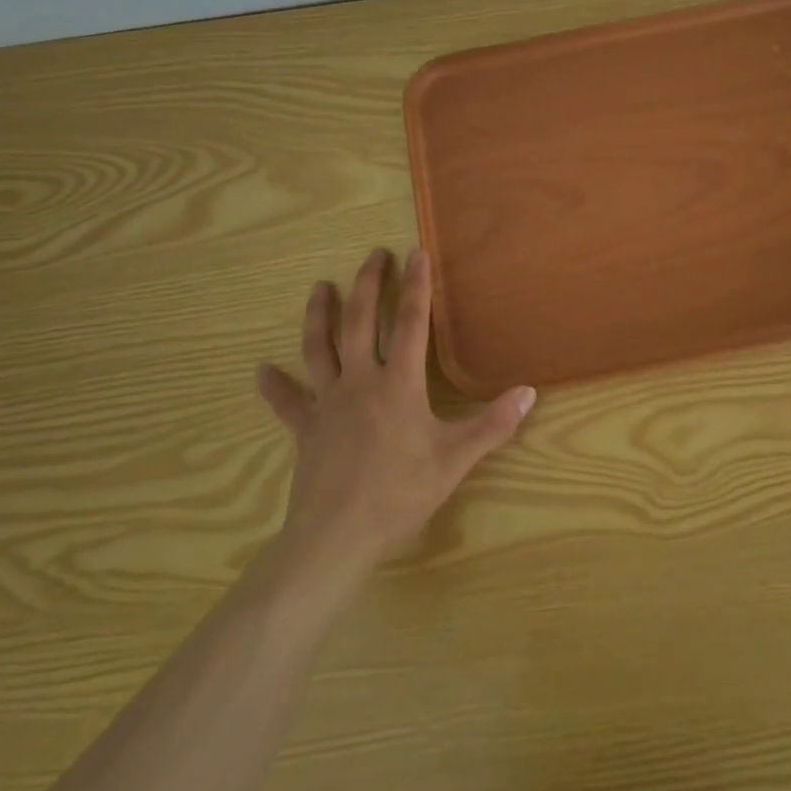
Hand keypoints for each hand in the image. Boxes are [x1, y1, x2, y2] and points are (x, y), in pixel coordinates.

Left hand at [256, 247, 535, 577]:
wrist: (337, 536)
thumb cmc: (400, 493)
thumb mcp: (456, 459)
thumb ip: (493, 424)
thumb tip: (529, 392)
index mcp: (398, 384)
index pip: (411, 323)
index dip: (416, 287)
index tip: (416, 253)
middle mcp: (359, 382)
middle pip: (359, 322)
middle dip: (367, 285)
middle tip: (372, 255)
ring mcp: (327, 404)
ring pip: (319, 349)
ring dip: (319, 316)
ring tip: (319, 288)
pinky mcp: (305, 430)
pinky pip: (286, 403)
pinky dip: (274, 386)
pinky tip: (261, 371)